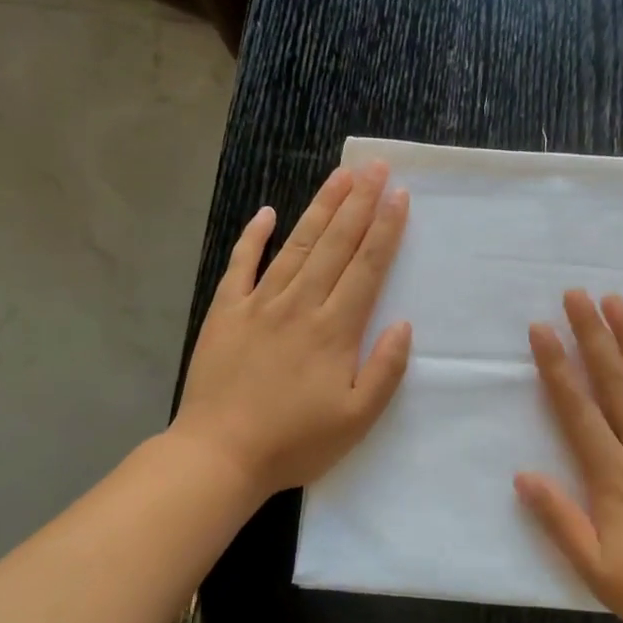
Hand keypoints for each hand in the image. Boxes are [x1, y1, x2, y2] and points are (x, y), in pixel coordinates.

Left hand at [172, 161, 411, 500]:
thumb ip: (385, 370)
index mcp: (334, 330)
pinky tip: (266, 212)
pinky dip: (253, 237)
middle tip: (375, 167)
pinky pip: (241, 266)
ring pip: (295, 246)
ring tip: (340, 177)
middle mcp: (300, 305)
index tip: (399, 196)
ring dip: (320, 209)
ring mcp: (259, 305)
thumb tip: (403, 324)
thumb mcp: (357, 419)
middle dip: (359, 203)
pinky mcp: (226, 313)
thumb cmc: (295, 442)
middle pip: (334, 245)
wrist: (219, 455)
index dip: (385, 229)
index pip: (366, 267)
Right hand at [515, 291, 622, 622]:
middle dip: (592, 337)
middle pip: (617, 385)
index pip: (579, 412)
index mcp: (617, 479)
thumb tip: (522, 475)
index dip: (557, 368)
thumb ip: (560, 520)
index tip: (541, 329)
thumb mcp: (598, 572)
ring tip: (618, 302)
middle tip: (575, 295)